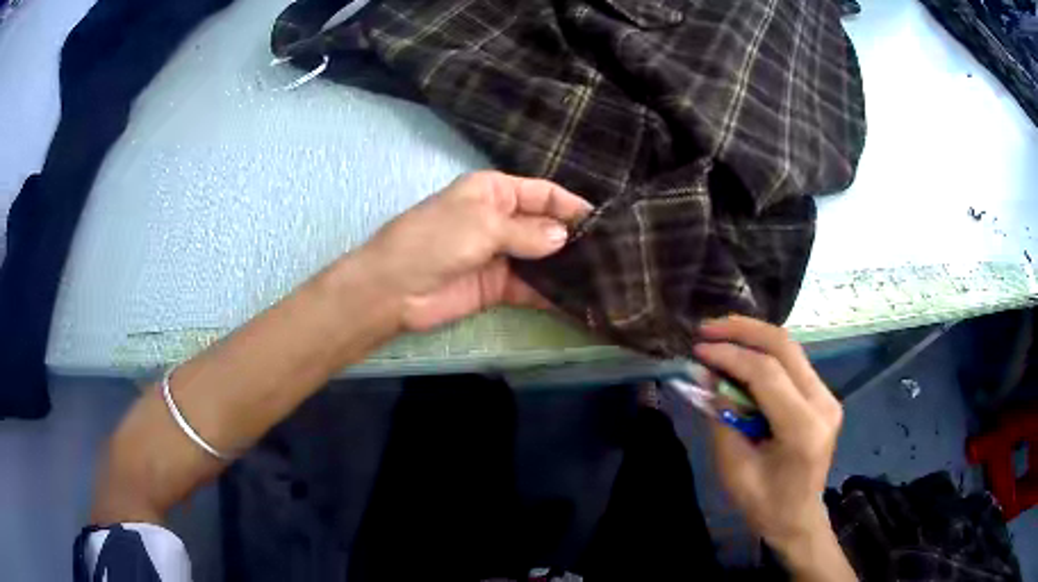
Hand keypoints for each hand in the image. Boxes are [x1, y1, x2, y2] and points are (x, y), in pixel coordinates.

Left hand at [360, 171, 592, 331]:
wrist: (394, 290)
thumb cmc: (434, 241)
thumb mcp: (481, 224)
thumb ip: (526, 232)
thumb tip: (565, 237)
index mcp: (494, 192)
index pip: (543, 193)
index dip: (571, 205)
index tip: (604, 222)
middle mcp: (501, 220)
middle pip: (546, 226)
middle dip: (574, 239)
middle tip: (612, 255)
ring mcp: (500, 255)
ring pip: (542, 258)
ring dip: (567, 268)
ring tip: (604, 278)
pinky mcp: (498, 288)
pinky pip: (532, 288)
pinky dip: (552, 293)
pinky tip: (580, 300)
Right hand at [694, 317, 845, 567]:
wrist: (799, 517)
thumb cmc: (764, 503)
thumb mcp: (734, 468)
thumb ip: (722, 419)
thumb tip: (707, 376)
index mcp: (803, 428)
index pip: (767, 373)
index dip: (730, 355)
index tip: (698, 349)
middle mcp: (823, 403)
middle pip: (785, 347)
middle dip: (744, 330)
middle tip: (708, 328)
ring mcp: (827, 396)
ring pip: (791, 349)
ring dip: (754, 337)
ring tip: (720, 335)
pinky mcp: (823, 396)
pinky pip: (793, 363)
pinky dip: (764, 353)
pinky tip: (741, 354)